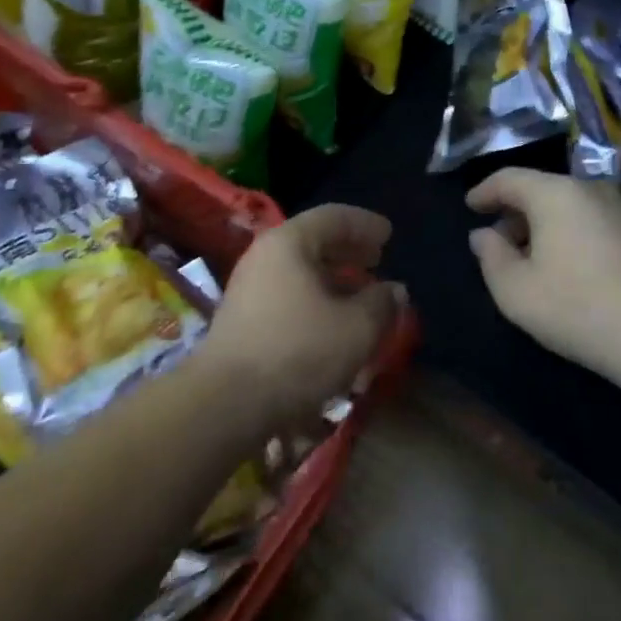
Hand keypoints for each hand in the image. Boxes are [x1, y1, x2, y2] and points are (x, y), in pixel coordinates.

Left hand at [204, 204, 402, 428]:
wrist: (226, 403)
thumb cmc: (298, 352)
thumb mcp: (356, 328)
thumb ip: (382, 303)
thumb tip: (394, 290)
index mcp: (289, 242)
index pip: (333, 217)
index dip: (365, 224)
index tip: (389, 235)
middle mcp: (264, 256)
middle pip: (314, 241)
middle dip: (349, 250)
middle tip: (377, 260)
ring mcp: (249, 287)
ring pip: (300, 270)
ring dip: (334, 278)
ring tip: (361, 294)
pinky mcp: (243, 319)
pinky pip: (288, 293)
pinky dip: (316, 298)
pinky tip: (333, 321)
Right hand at [467, 169, 620, 386]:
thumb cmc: (577, 308)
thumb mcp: (515, 291)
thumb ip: (491, 257)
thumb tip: (483, 235)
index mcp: (555, 194)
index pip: (510, 178)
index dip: (485, 191)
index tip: (470, 206)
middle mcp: (592, 189)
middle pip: (543, 190)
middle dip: (517, 213)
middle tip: (500, 242)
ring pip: (574, 207)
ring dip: (549, 226)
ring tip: (537, 258)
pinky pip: (598, 223)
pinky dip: (578, 235)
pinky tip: (577, 269)